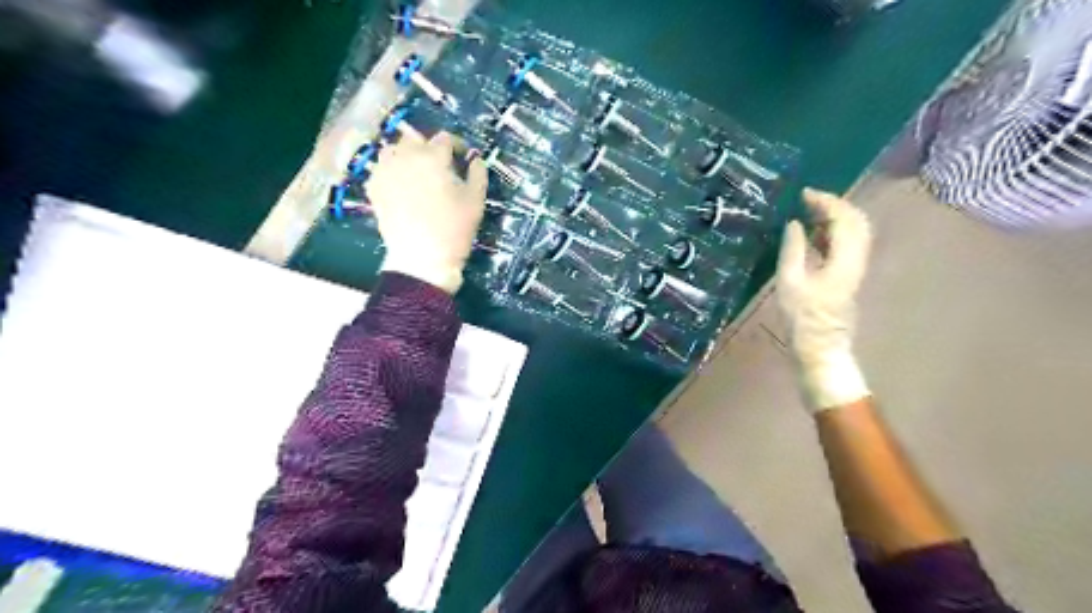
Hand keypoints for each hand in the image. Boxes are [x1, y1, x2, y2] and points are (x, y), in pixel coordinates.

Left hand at [367, 133, 485, 294]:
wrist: (422, 258)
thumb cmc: (454, 229)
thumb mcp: (476, 200)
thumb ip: (478, 173)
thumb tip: (475, 159)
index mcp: (433, 157)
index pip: (445, 138)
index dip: (456, 146)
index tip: (461, 159)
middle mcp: (405, 157)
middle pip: (415, 139)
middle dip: (429, 149)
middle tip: (440, 168)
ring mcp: (385, 171)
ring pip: (393, 150)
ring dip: (406, 156)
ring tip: (417, 173)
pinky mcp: (374, 187)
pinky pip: (381, 169)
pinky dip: (391, 172)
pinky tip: (401, 187)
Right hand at [772, 187, 875, 411]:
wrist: (821, 349)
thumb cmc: (802, 319)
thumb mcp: (789, 283)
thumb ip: (793, 249)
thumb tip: (794, 223)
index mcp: (844, 259)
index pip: (844, 218)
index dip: (826, 201)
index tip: (803, 194)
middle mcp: (857, 259)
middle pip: (857, 221)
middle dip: (834, 204)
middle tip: (808, 200)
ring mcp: (856, 268)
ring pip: (855, 231)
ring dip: (835, 217)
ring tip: (809, 213)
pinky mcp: (849, 276)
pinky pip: (848, 244)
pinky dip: (834, 232)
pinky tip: (814, 235)